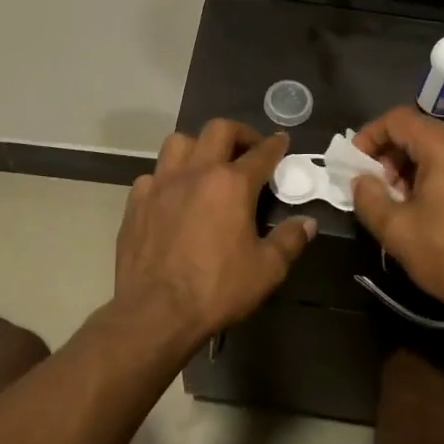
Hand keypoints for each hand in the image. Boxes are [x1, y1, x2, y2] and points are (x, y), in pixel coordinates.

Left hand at [115, 120, 315, 337]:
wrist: (155, 312)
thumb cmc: (216, 290)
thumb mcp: (266, 270)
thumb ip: (289, 241)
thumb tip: (307, 223)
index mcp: (231, 184)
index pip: (260, 153)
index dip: (275, 145)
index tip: (282, 141)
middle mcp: (196, 172)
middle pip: (218, 130)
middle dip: (239, 133)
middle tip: (248, 149)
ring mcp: (161, 184)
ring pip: (179, 142)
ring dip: (198, 146)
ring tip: (207, 163)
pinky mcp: (136, 202)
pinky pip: (153, 175)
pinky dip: (167, 178)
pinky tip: (173, 196)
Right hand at [349, 107, 443, 325]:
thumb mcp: (395, 230)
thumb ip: (368, 197)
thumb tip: (362, 180)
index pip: (399, 120)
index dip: (370, 135)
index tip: (356, 162)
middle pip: (424, 133)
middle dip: (394, 155)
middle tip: (380, 187)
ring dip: (418, 166)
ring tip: (407, 202)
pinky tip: (439, 209)